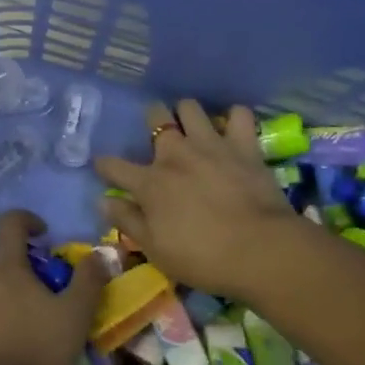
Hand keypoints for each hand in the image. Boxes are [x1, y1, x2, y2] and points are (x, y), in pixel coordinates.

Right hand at [94, 99, 305, 295]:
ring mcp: (210, 145)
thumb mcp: (155, 249)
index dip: (104, 165)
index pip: (114, 166)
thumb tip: (102, 202)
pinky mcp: (243, 146)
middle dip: (152, 120)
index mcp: (150, 182)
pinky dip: (234, 118)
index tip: (102, 166)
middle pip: (155, 118)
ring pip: (190, 107)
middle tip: (158, 137)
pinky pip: (239, 115)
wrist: (262, 252)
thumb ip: (127, 221)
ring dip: (187, 113)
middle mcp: (175, 154)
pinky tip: (232, 128)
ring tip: (192, 127)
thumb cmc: (203, 258)